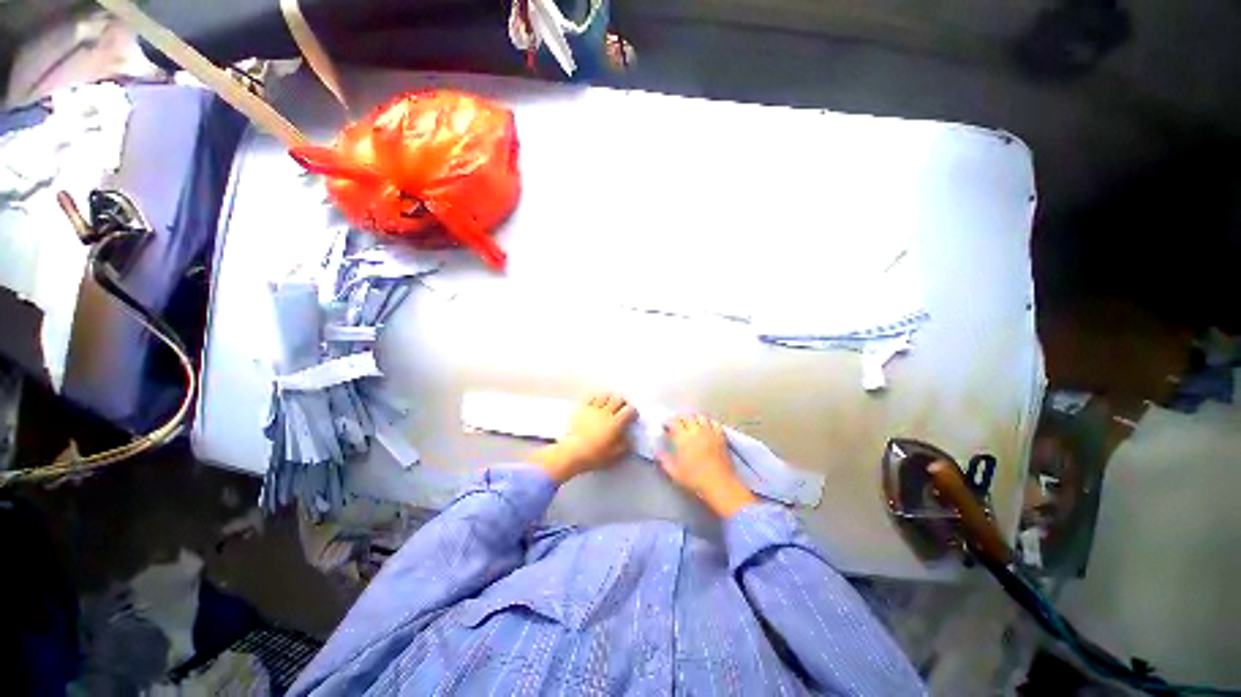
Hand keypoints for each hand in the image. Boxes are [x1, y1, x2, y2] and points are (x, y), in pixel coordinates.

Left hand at [530, 394, 636, 483]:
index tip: (633, 417)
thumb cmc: (594, 456)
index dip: (633, 412)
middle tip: (624, 408)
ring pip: (605, 396)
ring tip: (611, 403)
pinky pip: (592, 398)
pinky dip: (597, 398)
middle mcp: (606, 413)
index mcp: (615, 423)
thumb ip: (625, 445)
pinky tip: (598, 402)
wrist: (572, 452)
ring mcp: (593, 409)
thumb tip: (631, 438)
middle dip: (623, 403)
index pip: (629, 410)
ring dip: (611, 398)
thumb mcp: (615, 455)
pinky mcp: (582, 409)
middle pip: (618, 399)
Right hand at [659, 415, 756, 516]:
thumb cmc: (695, 479)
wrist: (720, 485)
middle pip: (687, 417)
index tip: (666, 427)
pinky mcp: (721, 436)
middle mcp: (696, 431)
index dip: (669, 422)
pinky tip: (706, 427)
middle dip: (680, 419)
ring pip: (700, 416)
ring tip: (691, 424)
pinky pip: (714, 422)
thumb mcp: (675, 472)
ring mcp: (710, 432)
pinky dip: (708, 422)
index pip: (674, 421)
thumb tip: (657, 451)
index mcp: (683, 438)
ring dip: (693, 418)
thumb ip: (664, 460)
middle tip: (676, 425)